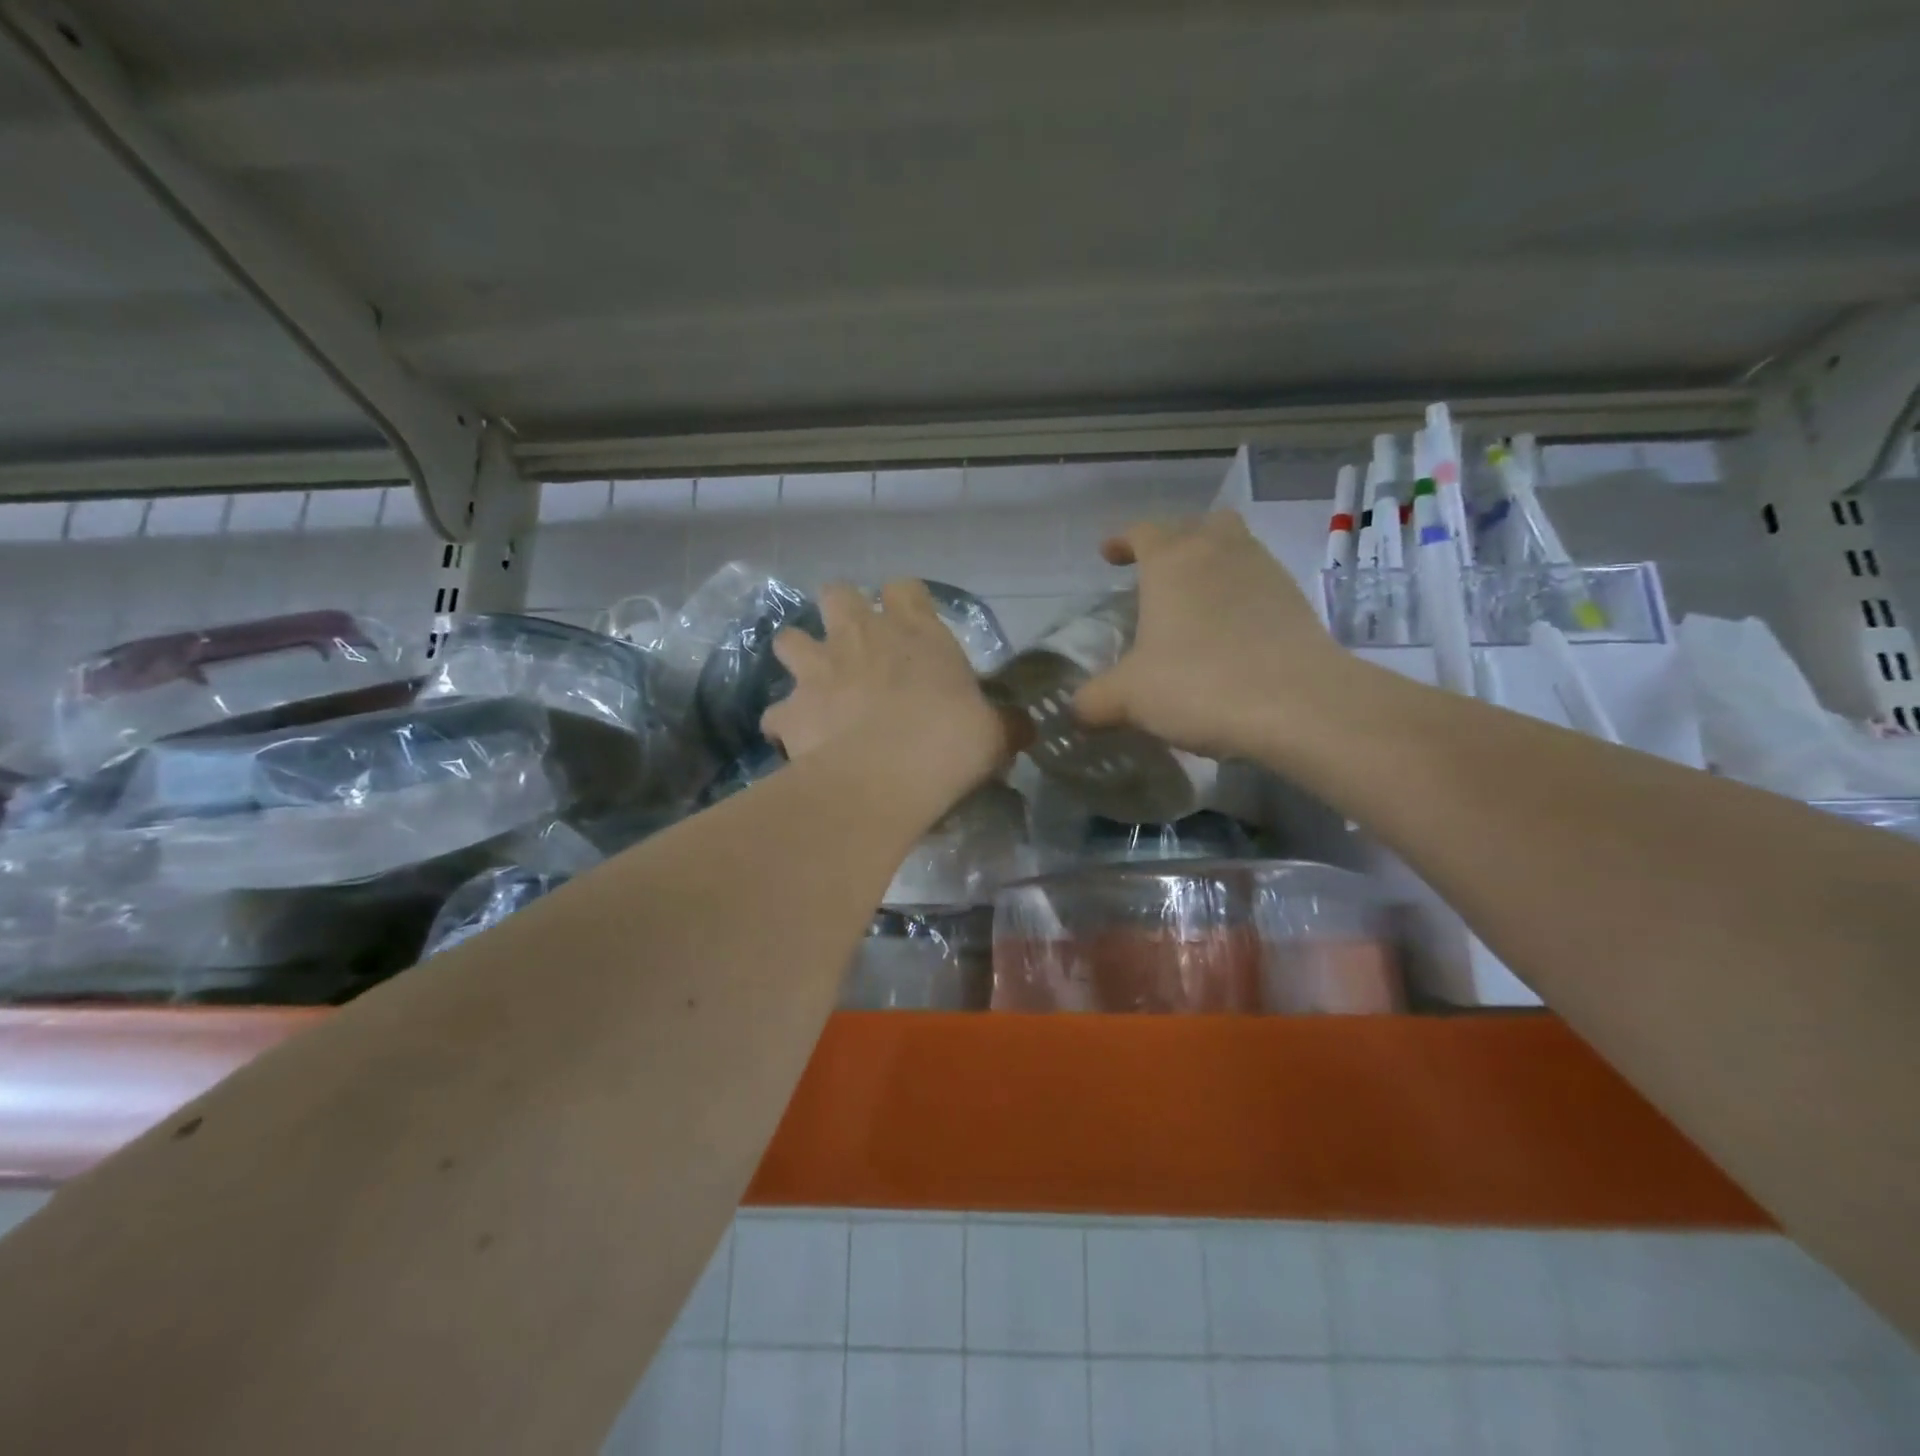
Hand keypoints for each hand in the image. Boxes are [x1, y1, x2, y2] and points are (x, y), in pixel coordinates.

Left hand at [762, 580, 1020, 791]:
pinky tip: (795, 742)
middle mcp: (861, 635)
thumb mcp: (994, 732)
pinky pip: (776, 713)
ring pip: (789, 638)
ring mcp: (819, 668)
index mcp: (915, 631)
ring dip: (799, 656)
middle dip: (840, 612)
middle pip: (837, 593)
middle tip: (854, 645)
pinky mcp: (791, 708)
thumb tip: (1024, 730)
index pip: (905, 588)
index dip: (904, 602)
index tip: (910, 625)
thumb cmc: (950, 741)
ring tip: (813, 684)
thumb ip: (1005, 724)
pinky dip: (784, 724)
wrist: (887, 774)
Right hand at [1073, 512, 1355, 760]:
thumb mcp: (1128, 698)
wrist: (1300, 705)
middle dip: (1176, 541)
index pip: (1142, 531)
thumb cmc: (1200, 684)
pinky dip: (1240, 599)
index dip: (1121, 540)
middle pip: (1199, 525)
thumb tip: (1076, 711)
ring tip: (1195, 605)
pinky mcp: (1298, 603)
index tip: (1107, 555)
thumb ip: (1094, 701)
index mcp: (1172, 561)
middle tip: (1158, 573)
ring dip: (1213, 566)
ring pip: (1236, 549)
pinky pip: (1260, 584)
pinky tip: (1230, 636)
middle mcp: (1220, 552)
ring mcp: (1266, 572)